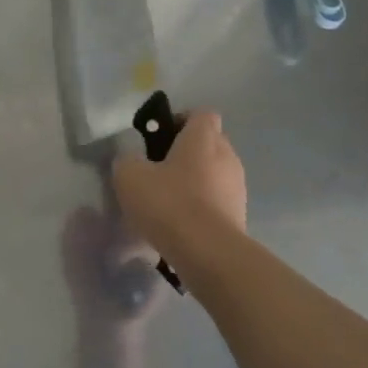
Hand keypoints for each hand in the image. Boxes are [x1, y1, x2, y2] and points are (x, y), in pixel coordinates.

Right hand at [112, 110, 247, 260]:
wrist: (208, 254)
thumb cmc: (169, 203)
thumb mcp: (129, 176)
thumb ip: (128, 159)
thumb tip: (133, 159)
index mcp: (203, 138)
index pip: (201, 113)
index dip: (180, 120)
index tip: (159, 137)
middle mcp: (227, 155)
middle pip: (209, 142)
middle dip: (186, 151)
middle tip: (158, 169)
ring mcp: (237, 186)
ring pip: (214, 172)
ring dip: (195, 179)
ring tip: (168, 200)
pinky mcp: (240, 214)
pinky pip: (218, 198)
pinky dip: (202, 204)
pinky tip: (181, 222)